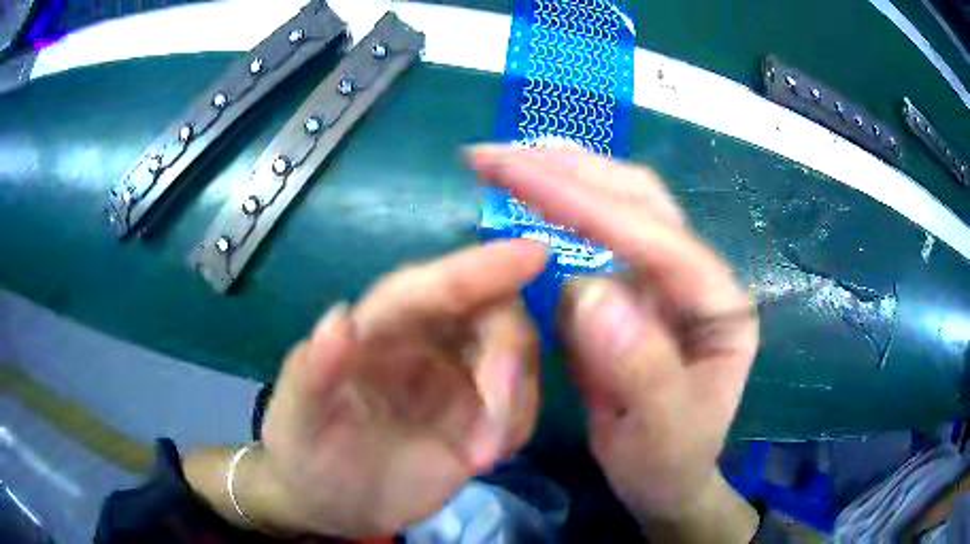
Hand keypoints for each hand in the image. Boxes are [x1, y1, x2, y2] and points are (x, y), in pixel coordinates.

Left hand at [251, 240, 545, 537]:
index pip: (436, 285)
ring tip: (480, 459)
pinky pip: (520, 405)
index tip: (535, 254)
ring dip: (515, 405)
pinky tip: (484, 460)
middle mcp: (427, 342)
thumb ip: (312, 373)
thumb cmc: (306, 454)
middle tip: (495, 432)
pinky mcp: (479, 417)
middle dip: (508, 361)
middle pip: (494, 315)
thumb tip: (340, 319)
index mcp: (381, 328)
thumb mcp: (298, 420)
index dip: (483, 267)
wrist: (332, 505)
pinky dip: (517, 426)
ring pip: (517, 360)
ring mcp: (458, 381)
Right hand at [467, 146, 759, 538]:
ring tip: (512, 159)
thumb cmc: (671, 460)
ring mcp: (665, 281)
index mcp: (719, 305)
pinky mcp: (635, 293)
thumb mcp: (662, 433)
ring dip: (566, 177)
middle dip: (571, 171)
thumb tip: (586, 291)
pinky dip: (563, 209)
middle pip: (640, 202)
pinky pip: (598, 241)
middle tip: (500, 153)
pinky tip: (534, 194)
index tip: (517, 172)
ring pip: (620, 208)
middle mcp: (696, 278)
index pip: (654, 238)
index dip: (585, 203)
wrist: (667, 478)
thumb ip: (640, 369)